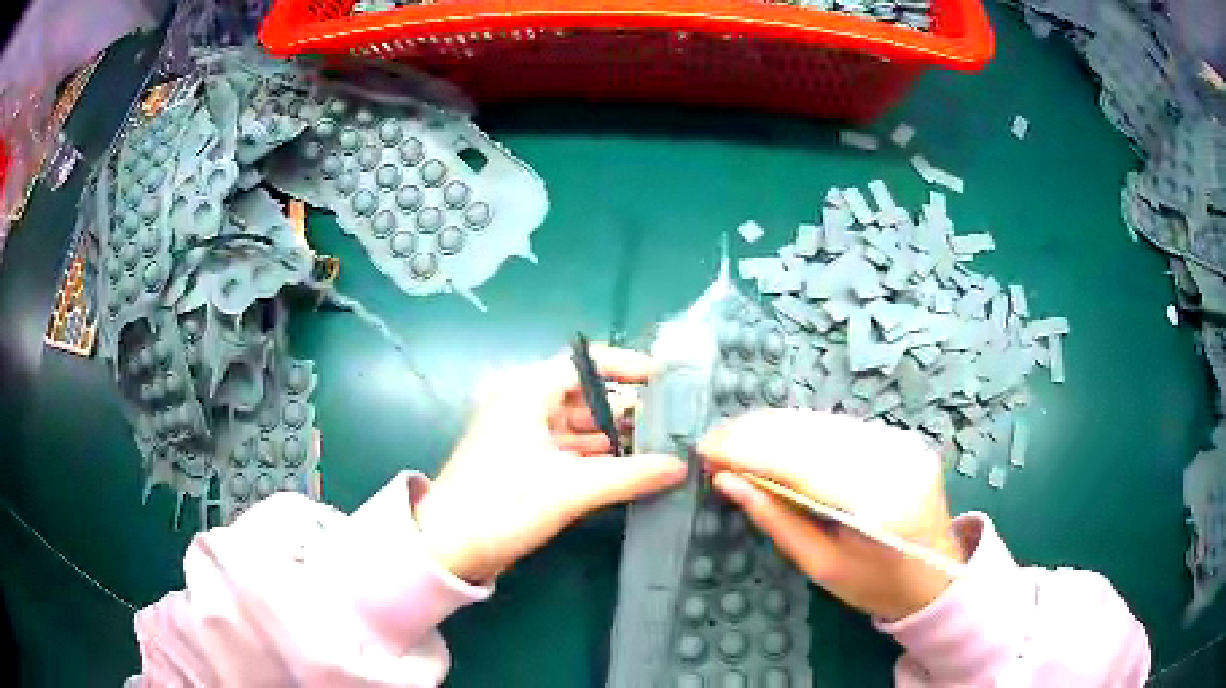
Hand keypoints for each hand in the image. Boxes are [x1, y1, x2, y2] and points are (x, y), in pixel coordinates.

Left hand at [414, 346, 687, 582]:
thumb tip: (680, 466)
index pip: (584, 364)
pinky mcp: (525, 465)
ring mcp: (524, 437)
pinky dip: (598, 458)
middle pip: (585, 397)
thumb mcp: (571, 488)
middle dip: (627, 410)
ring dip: (616, 437)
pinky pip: (570, 451)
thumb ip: (631, 475)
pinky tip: (631, 470)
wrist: (448, 547)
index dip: (625, 368)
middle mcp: (525, 405)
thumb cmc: (504, 503)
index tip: (664, 381)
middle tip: (673, 423)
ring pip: (579, 427)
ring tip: (662, 447)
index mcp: (527, 392)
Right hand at [699, 409, 962, 621]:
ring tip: (734, 436)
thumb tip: (729, 481)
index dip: (749, 452)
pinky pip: (841, 427)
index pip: (802, 465)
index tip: (706, 449)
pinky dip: (802, 429)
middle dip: (756, 433)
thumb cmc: (876, 585)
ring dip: (775, 426)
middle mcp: (894, 461)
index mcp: (878, 505)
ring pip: (825, 423)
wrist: (937, 577)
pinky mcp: (902, 437)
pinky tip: (774, 435)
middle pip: (812, 434)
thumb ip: (776, 520)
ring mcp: (902, 443)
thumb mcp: (821, 566)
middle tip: (713, 440)